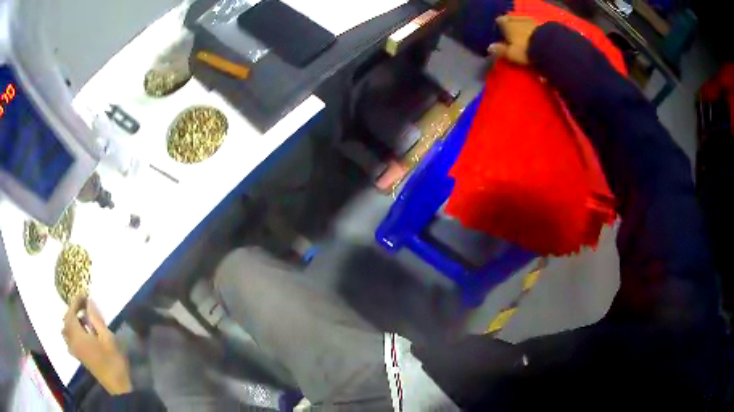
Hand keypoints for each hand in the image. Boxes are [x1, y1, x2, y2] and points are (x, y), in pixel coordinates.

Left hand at [62, 296, 131, 394]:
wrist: (117, 386)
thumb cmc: (113, 361)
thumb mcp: (108, 338)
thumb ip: (96, 319)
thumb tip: (88, 301)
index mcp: (78, 336)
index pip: (71, 313)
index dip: (75, 301)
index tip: (84, 294)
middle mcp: (72, 341)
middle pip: (66, 321)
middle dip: (73, 310)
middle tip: (84, 305)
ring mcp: (75, 350)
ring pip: (66, 330)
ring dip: (71, 321)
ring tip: (82, 318)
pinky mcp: (79, 356)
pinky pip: (69, 339)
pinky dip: (72, 331)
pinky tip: (81, 333)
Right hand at [488, 16, 539, 64]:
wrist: (548, 46)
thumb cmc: (526, 49)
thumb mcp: (511, 53)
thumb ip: (501, 50)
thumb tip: (489, 48)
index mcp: (507, 25)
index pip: (499, 21)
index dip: (499, 26)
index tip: (500, 32)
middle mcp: (516, 19)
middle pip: (510, 18)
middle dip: (510, 23)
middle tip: (511, 31)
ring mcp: (529, 20)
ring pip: (521, 19)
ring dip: (521, 23)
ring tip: (522, 31)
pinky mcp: (541, 23)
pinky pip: (533, 22)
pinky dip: (531, 26)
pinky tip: (533, 32)